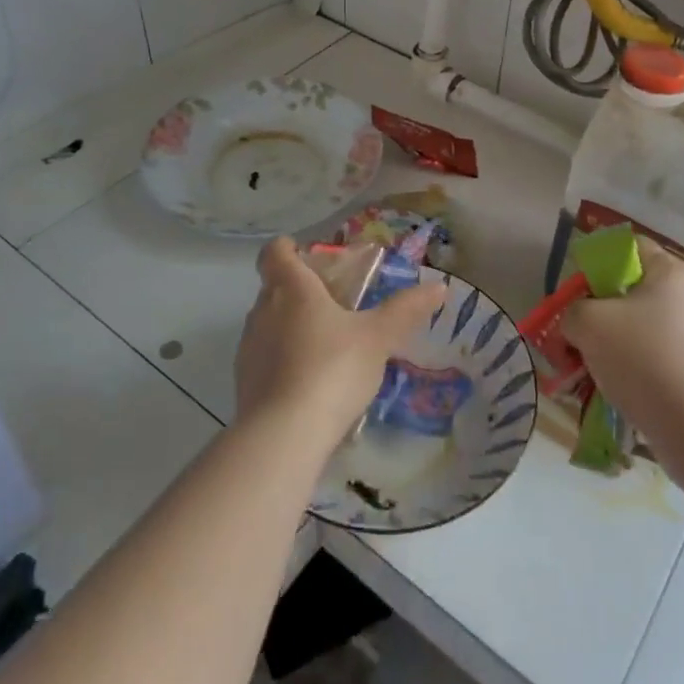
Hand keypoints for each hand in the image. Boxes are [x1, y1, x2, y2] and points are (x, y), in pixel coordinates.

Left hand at [235, 237, 445, 449]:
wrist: (283, 435)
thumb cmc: (332, 368)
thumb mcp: (378, 337)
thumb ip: (406, 310)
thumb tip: (439, 286)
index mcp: (291, 288)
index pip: (275, 253)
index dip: (288, 248)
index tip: (308, 254)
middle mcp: (262, 311)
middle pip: (274, 287)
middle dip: (300, 290)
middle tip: (335, 302)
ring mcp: (249, 348)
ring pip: (269, 324)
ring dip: (292, 326)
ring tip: (328, 345)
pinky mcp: (245, 383)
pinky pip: (266, 359)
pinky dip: (285, 361)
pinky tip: (312, 382)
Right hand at [561, 237, 683, 463]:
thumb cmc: (645, 361)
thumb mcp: (588, 324)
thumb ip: (572, 311)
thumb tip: (578, 323)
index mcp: (672, 273)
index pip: (628, 248)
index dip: (595, 266)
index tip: (576, 297)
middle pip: (633, 294)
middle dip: (599, 316)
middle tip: (576, 340)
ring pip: (644, 332)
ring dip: (614, 349)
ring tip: (592, 377)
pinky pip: (662, 363)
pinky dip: (638, 374)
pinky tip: (620, 396)